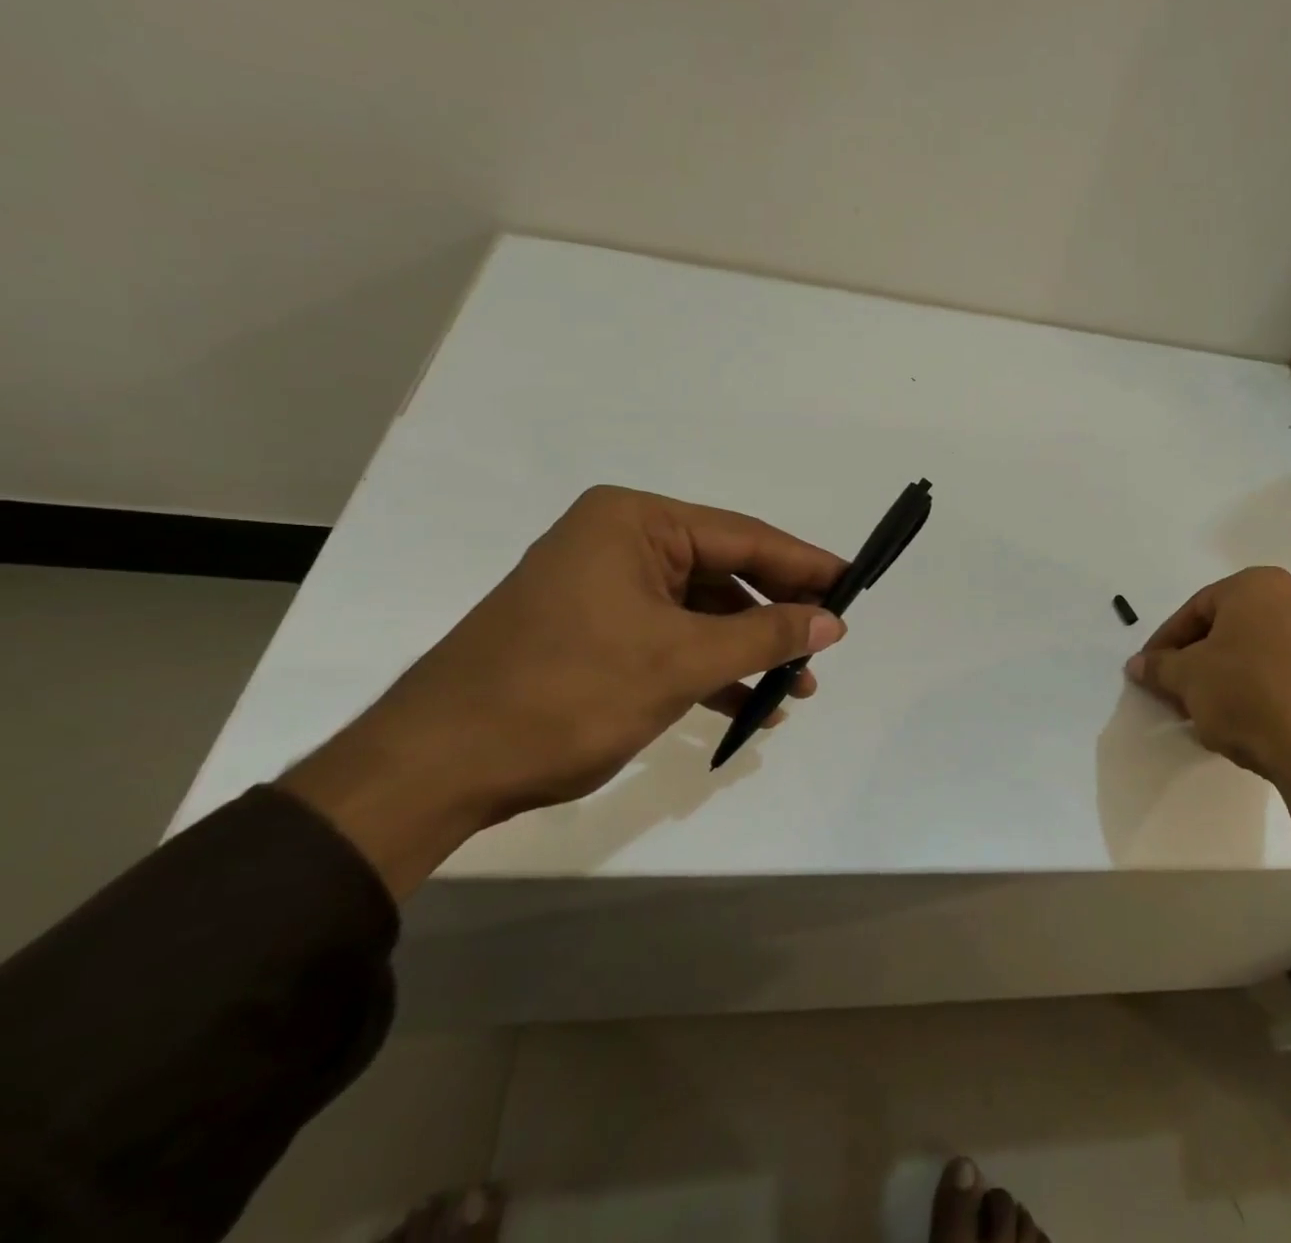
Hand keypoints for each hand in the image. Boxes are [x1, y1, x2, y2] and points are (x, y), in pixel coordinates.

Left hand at [280, 487, 847, 894]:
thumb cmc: (566, 692)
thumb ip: (765, 635)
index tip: (854, 585)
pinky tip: (747, 704)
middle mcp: (619, 541)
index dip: (804, 564)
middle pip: (724, 571)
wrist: (437, 766)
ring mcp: (603, 587)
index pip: (743, 536)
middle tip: (827, 644)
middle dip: (777, 613)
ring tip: (796, 688)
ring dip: (748, 648)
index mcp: (635, 522)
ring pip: (700, 610)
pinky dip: (710, 667)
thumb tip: (833, 621)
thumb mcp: (680, 661)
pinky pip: (671, 636)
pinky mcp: (593, 630)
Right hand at [1125, 567, 1290, 859]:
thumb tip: (1138, 665)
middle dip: (1194, 663)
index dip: (1164, 644)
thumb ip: (1158, 667)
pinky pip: (1279, 676)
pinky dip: (1253, 693)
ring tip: (1204, 715)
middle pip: (1224, 630)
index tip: (1148, 672)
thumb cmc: (1247, 693)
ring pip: (1251, 654)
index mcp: (1256, 586)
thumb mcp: (1188, 678)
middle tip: (1173, 694)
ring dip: (1221, 680)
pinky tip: (1241, 724)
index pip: (1193, 610)